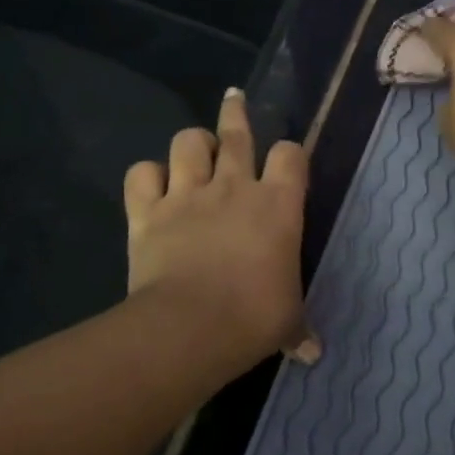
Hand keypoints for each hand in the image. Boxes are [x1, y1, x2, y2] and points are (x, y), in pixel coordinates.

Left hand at [123, 88, 318, 372]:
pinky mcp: (148, 211)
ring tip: (196, 151)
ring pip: (188, 142)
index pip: (291, 155)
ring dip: (193, 143)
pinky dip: (146, 176)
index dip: (290, 155)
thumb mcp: (287, 321)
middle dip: (237, 113)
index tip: (287, 163)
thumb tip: (313, 354)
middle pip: (237, 132)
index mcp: (277, 205)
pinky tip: (152, 186)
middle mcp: (234, 187)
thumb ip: (299, 329)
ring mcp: (187, 194)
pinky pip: (140, 174)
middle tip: (235, 100)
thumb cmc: (254, 317)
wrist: (191, 326)